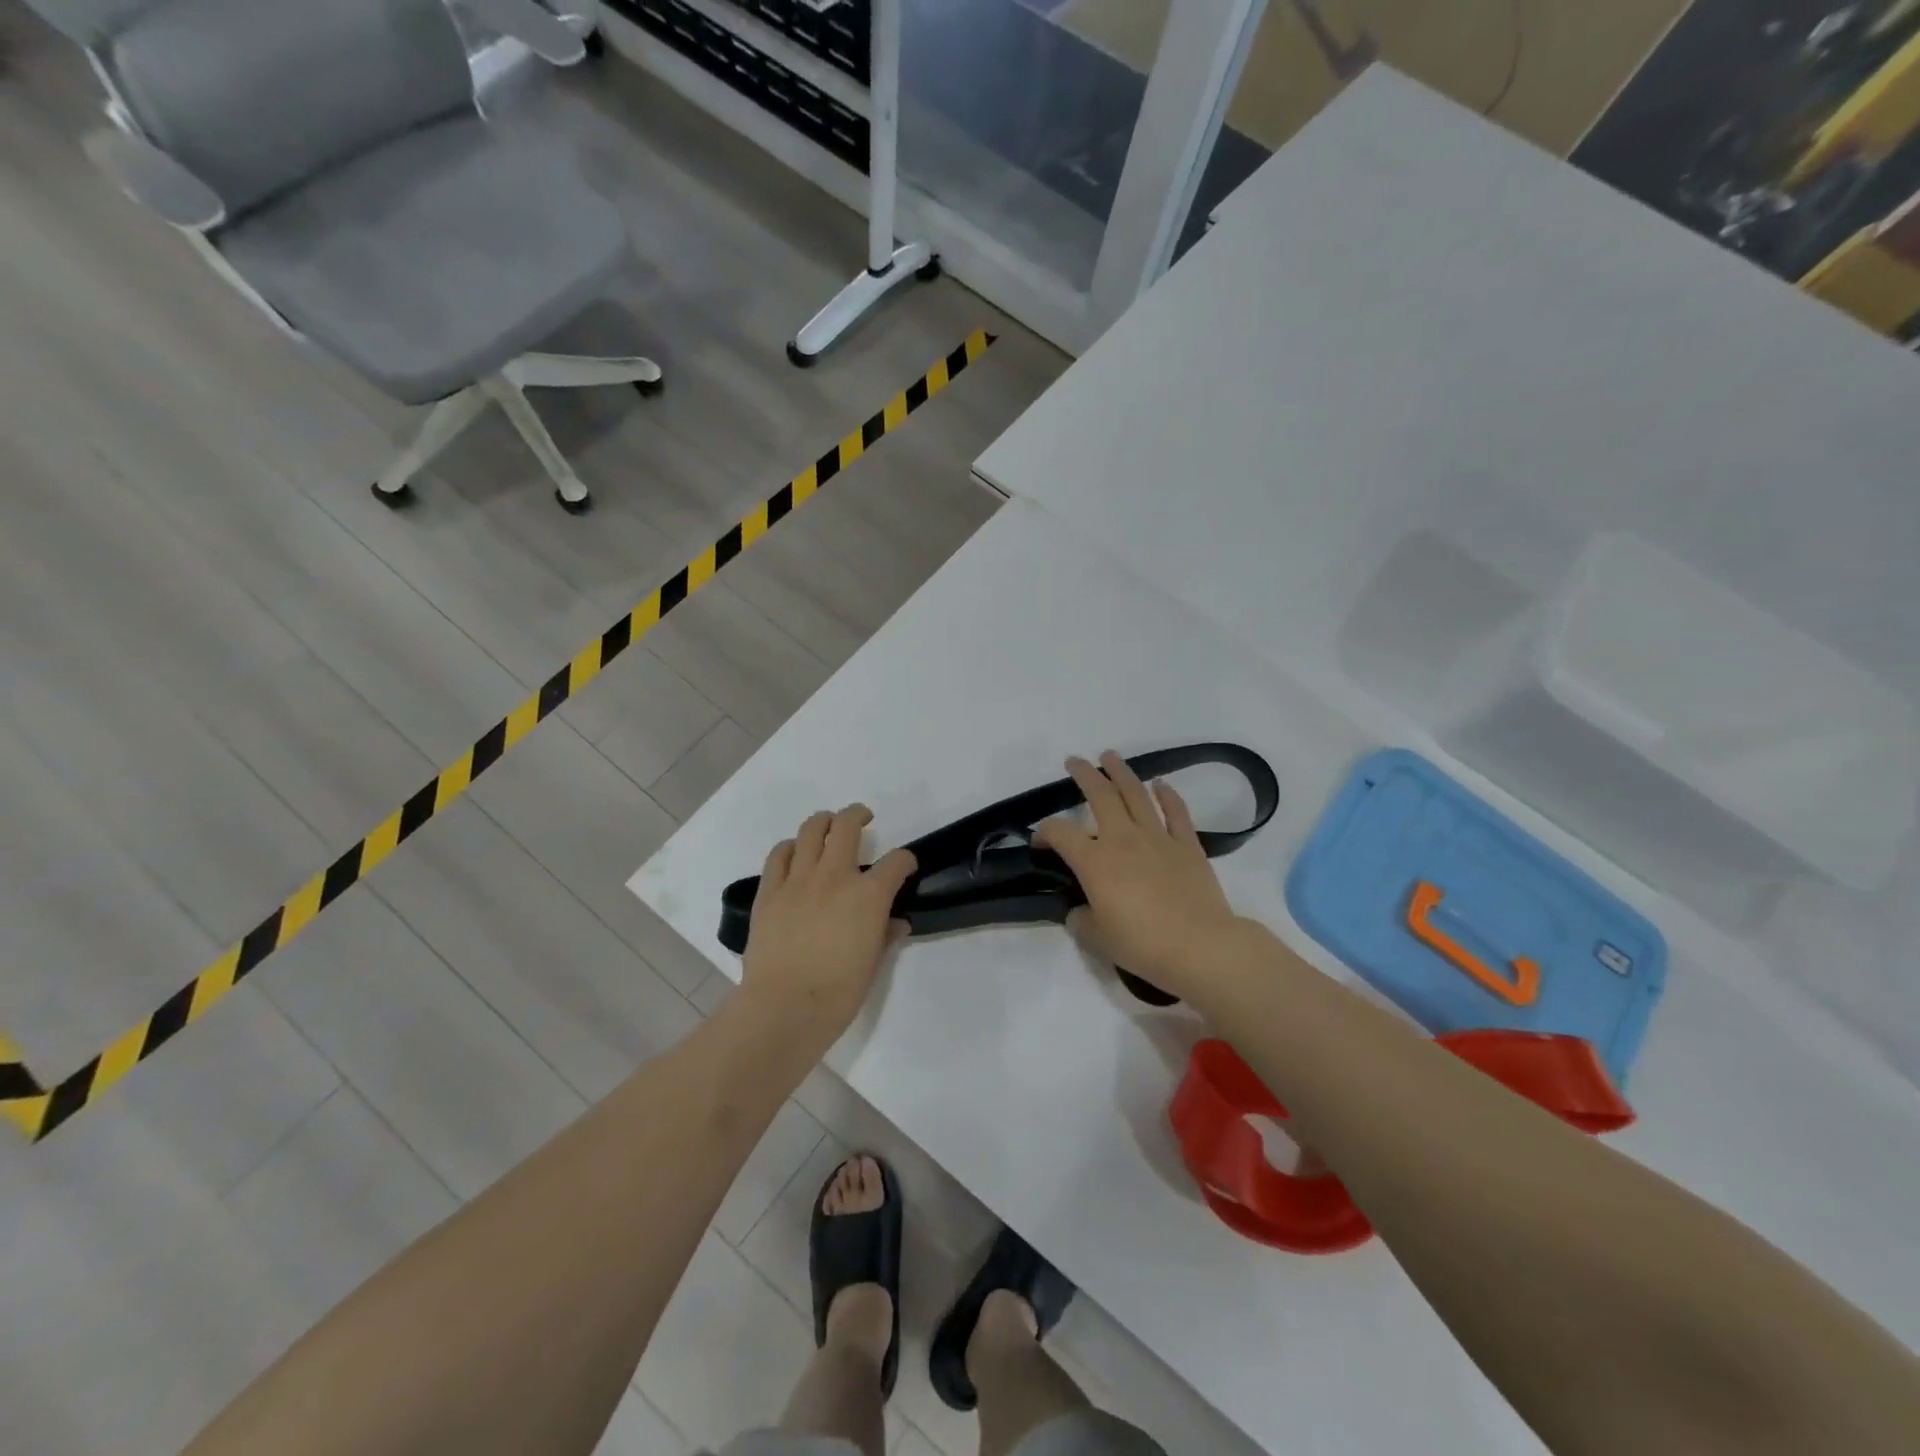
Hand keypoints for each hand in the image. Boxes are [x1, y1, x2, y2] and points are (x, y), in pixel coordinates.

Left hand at [741, 805, 916, 1045]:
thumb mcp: (873, 964)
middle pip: (847, 826)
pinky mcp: (770, 891)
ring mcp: (798, 880)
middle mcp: (835, 876)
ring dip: (823, 822)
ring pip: (811, 830)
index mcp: (868, 895)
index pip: (896, 862)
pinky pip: (779, 855)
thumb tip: (896, 922)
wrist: (784, 1007)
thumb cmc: (838, 992)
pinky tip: (795, 853)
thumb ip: (885, 935)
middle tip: (863, 818)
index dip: (905, 860)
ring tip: (828, 826)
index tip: (905, 866)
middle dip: (858, 815)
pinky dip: (790, 847)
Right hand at [1034, 752, 1243, 1000]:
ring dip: (1121, 772)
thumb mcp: (1098, 939)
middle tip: (1074, 761)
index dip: (1045, 832)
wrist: (1200, 946)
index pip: (1060, 833)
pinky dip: (1167, 794)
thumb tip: (1079, 911)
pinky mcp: (1187, 845)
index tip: (1040, 842)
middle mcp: (1123, 839)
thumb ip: (1082, 920)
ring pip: (1136, 794)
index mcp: (1094, 861)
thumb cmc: (1143, 944)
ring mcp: (1158, 838)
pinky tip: (1160, 783)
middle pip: (1100, 795)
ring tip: (1111, 756)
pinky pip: (1176, 811)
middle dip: (1084, 774)